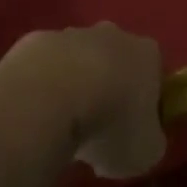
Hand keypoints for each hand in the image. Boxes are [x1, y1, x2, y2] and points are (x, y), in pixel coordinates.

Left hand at [2, 24, 165, 179]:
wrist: (47, 99)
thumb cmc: (108, 124)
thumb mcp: (145, 152)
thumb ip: (149, 142)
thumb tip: (140, 140)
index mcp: (146, 54)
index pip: (153, 74)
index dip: (145, 103)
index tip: (133, 131)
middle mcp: (112, 35)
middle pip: (114, 61)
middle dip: (108, 89)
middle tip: (97, 129)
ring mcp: (70, 34)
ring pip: (76, 61)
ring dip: (72, 87)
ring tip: (60, 127)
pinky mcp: (33, 42)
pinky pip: (42, 68)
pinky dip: (40, 88)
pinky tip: (34, 115)